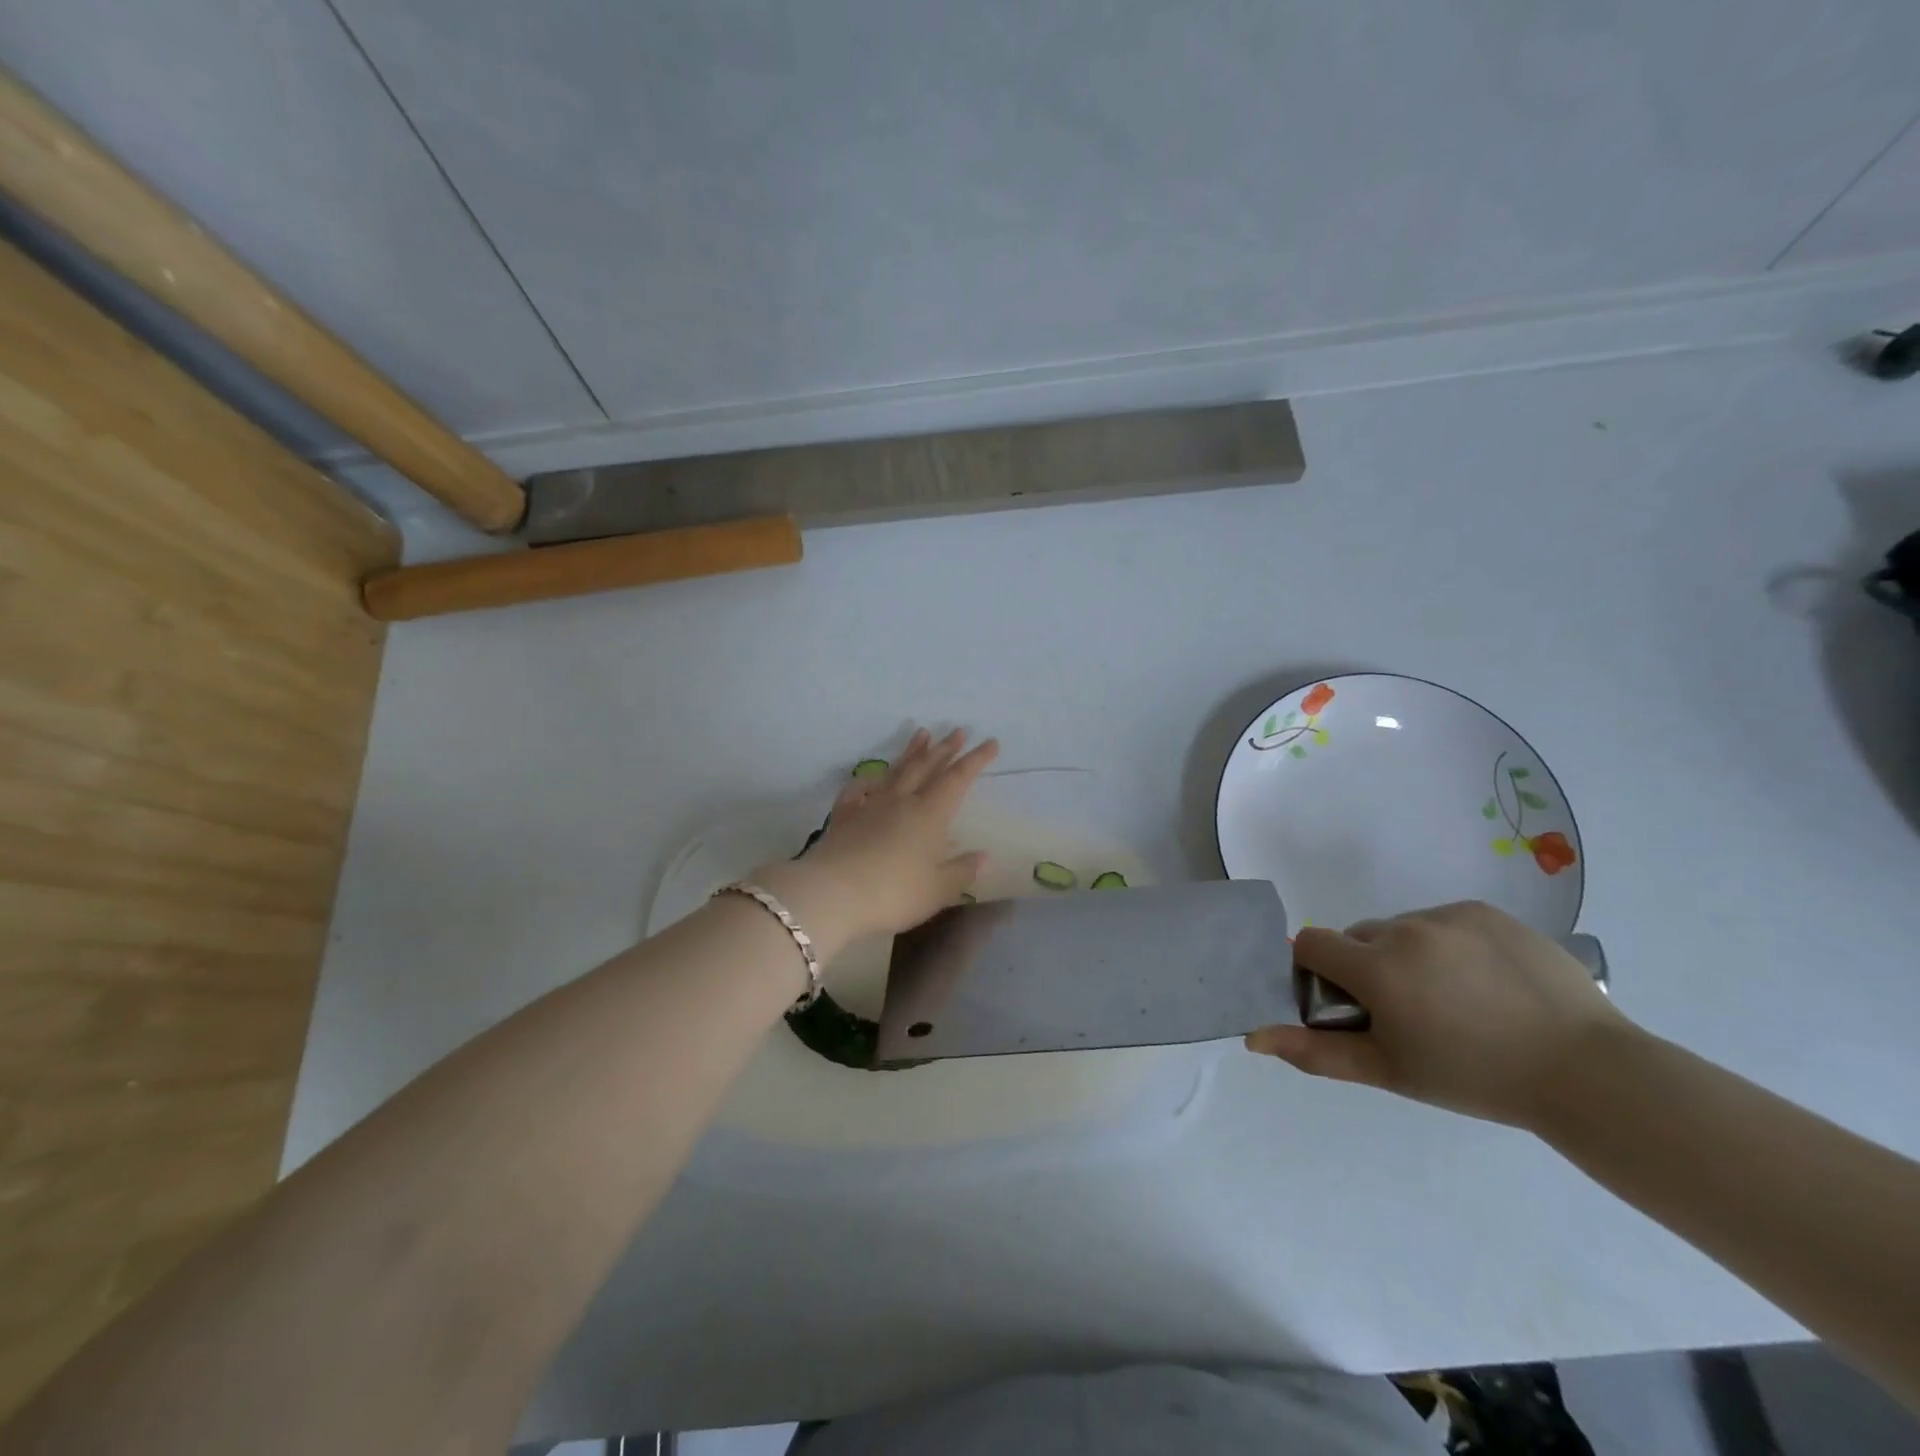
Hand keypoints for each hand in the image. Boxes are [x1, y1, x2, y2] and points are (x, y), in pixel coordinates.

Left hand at [753, 728, 997, 954]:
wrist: (830, 894)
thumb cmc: (892, 894)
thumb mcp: (937, 891)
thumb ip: (960, 872)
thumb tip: (982, 857)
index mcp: (929, 815)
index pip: (957, 779)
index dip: (975, 760)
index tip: (991, 742)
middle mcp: (901, 801)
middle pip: (926, 767)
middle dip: (945, 748)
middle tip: (958, 730)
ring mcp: (869, 806)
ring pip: (895, 771)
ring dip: (911, 752)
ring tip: (921, 734)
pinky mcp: (844, 817)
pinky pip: (857, 790)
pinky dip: (866, 780)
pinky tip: (870, 777)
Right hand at [1245, 901, 1633, 1128]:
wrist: (1588, 1073)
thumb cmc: (1476, 1078)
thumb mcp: (1389, 1071)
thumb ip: (1315, 1051)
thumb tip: (1253, 1037)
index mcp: (1375, 966)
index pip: (1311, 943)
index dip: (1317, 971)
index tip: (1347, 1004)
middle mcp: (1404, 928)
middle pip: (1357, 937)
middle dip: (1365, 967)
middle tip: (1406, 1012)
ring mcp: (1448, 915)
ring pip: (1400, 929)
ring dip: (1406, 955)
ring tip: (1453, 1000)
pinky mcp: (1485, 912)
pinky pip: (1442, 921)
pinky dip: (1446, 944)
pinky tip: (1483, 981)